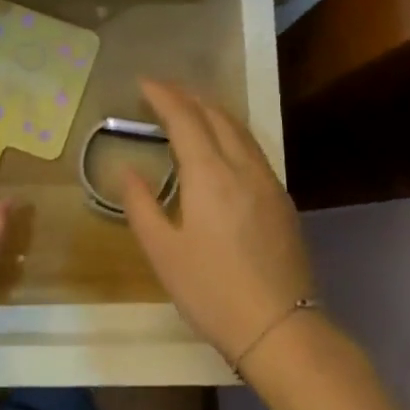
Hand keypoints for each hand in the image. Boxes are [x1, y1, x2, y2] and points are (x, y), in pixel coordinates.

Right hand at [122, 80, 320, 373]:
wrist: (278, 327)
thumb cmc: (210, 291)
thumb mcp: (162, 251)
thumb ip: (141, 205)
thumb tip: (127, 170)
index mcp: (210, 176)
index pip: (186, 119)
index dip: (164, 96)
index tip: (143, 83)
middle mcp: (243, 168)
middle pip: (217, 116)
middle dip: (189, 97)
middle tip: (162, 92)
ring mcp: (269, 183)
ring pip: (241, 130)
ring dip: (213, 112)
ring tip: (190, 109)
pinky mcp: (282, 201)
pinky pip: (253, 149)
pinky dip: (231, 133)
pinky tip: (221, 146)